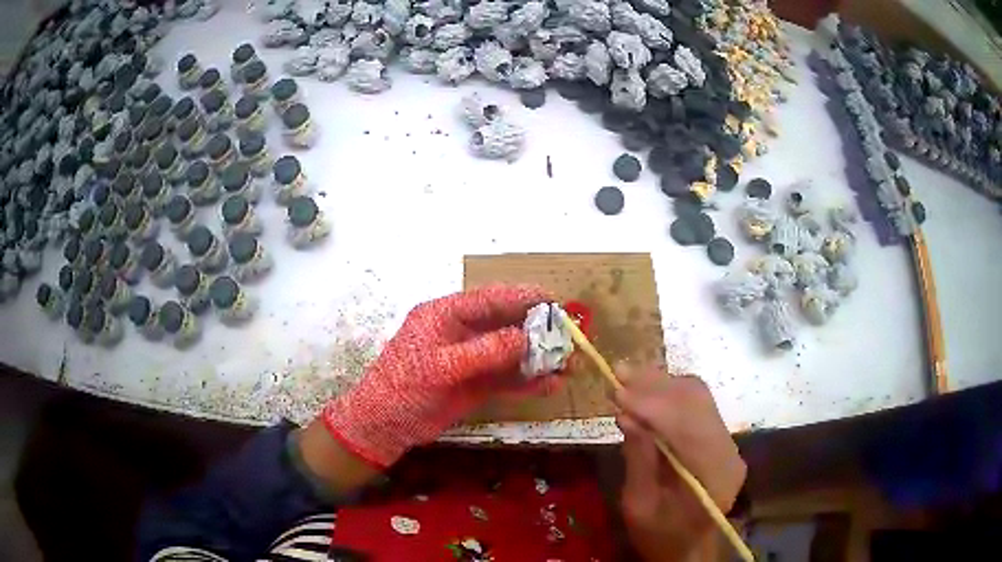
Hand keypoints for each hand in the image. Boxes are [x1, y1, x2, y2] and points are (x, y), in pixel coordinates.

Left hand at [322, 284, 549, 467]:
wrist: (385, 425)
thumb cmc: (403, 388)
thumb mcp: (440, 367)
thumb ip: (483, 352)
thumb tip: (524, 339)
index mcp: (446, 315)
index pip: (490, 299)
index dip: (522, 298)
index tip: (554, 302)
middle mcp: (462, 332)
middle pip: (506, 324)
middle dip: (537, 331)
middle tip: (568, 339)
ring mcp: (471, 359)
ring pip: (511, 352)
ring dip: (538, 358)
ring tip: (568, 366)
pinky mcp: (476, 383)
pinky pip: (507, 377)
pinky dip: (528, 381)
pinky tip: (549, 386)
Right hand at [615, 366, 745, 561]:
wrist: (687, 547)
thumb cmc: (660, 536)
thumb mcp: (639, 507)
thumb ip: (639, 461)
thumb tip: (628, 416)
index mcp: (714, 476)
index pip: (687, 428)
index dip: (653, 406)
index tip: (617, 392)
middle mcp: (728, 451)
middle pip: (698, 403)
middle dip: (656, 386)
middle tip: (619, 373)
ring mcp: (726, 442)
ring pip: (698, 398)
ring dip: (661, 384)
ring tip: (627, 375)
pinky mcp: (718, 438)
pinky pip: (696, 406)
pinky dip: (669, 394)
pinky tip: (644, 390)